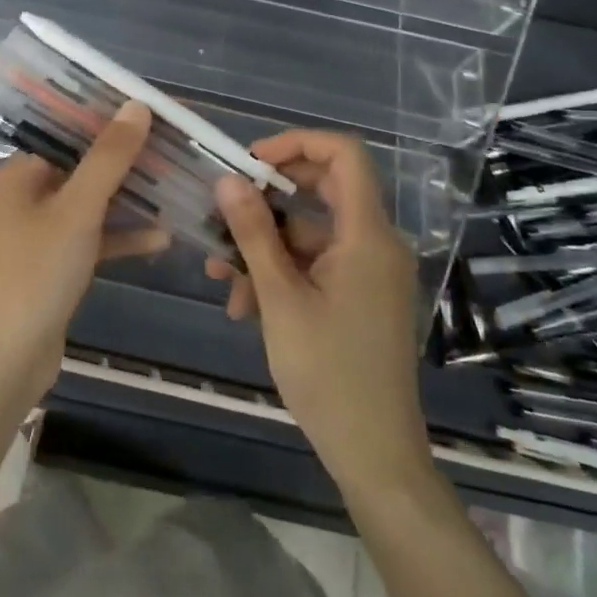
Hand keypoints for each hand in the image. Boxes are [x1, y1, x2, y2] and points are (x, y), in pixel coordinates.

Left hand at [0, 100, 166, 407]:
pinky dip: (122, 235)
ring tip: (178, 187)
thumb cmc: (37, 272)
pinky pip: (94, 237)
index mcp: (22, 172)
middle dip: (129, 161)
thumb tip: (137, 105)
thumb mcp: (78, 209)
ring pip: (94, 203)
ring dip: (131, 199)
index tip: (156, 115)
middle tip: (176, 150)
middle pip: (86, 166)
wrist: (9, 358)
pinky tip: (162, 237)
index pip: (72, 130)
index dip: (113, 120)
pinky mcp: (56, 263)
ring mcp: (42, 231)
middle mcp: (28, 194)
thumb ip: (109, 157)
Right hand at [206, 129, 431, 494]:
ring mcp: (370, 271)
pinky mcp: (361, 295)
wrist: (374, 452)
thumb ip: (253, 233)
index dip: (296, 143)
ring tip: (221, 274)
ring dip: (265, 245)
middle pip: (324, 188)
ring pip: (311, 232)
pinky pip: (317, 263)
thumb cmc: (327, 372)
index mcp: (367, 235)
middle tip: (225, 209)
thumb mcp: (280, 298)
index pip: (344, 155)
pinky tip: (245, 303)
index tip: (250, 162)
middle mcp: (375, 243)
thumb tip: (228, 179)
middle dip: (269, 197)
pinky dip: (282, 271)